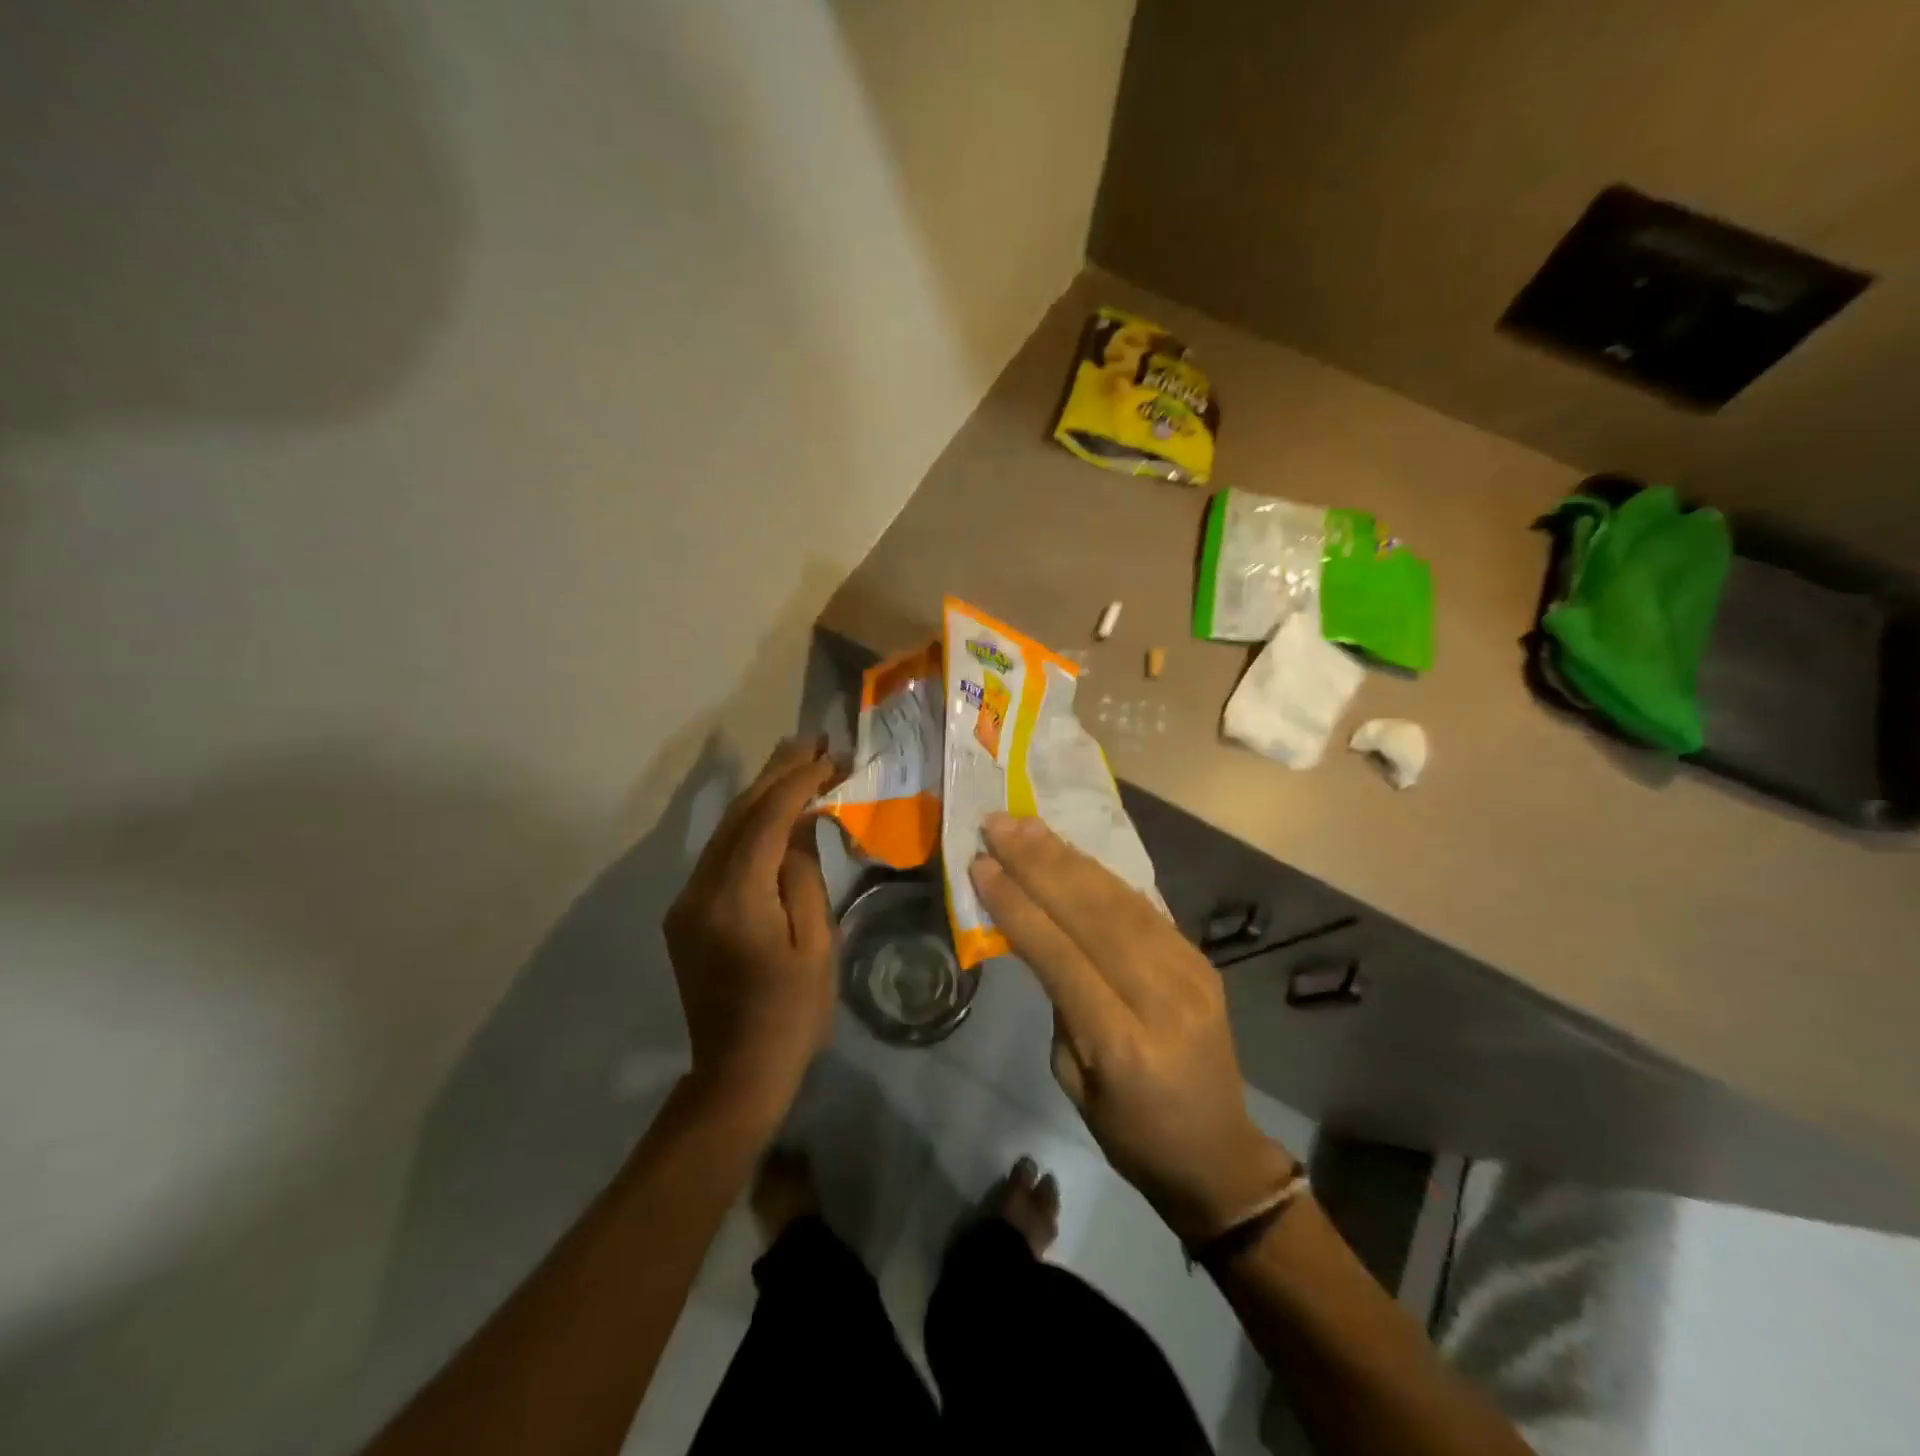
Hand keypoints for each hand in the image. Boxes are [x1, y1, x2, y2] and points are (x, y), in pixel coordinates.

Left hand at [665, 739, 838, 1116]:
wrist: (737, 1072)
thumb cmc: (792, 1013)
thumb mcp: (816, 942)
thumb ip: (805, 875)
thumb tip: (802, 825)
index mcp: (736, 899)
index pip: (766, 820)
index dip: (797, 782)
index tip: (828, 756)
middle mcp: (700, 890)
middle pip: (739, 815)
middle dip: (776, 774)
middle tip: (811, 741)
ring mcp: (687, 901)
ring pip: (725, 831)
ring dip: (761, 795)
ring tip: (795, 761)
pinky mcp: (686, 913)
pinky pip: (720, 855)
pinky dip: (749, 826)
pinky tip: (773, 811)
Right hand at [969, 814, 1296, 1243]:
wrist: (1218, 1152)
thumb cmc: (1129, 1131)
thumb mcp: (1072, 1078)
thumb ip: (1058, 1001)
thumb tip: (1039, 930)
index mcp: (1122, 1042)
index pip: (1060, 956)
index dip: (1018, 905)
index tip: (982, 864)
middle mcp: (1162, 997)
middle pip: (1093, 914)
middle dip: (1039, 864)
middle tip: (998, 825)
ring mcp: (1190, 971)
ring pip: (1119, 899)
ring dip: (1067, 857)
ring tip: (1027, 826)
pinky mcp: (1200, 959)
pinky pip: (1143, 905)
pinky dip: (1100, 874)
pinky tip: (1070, 851)